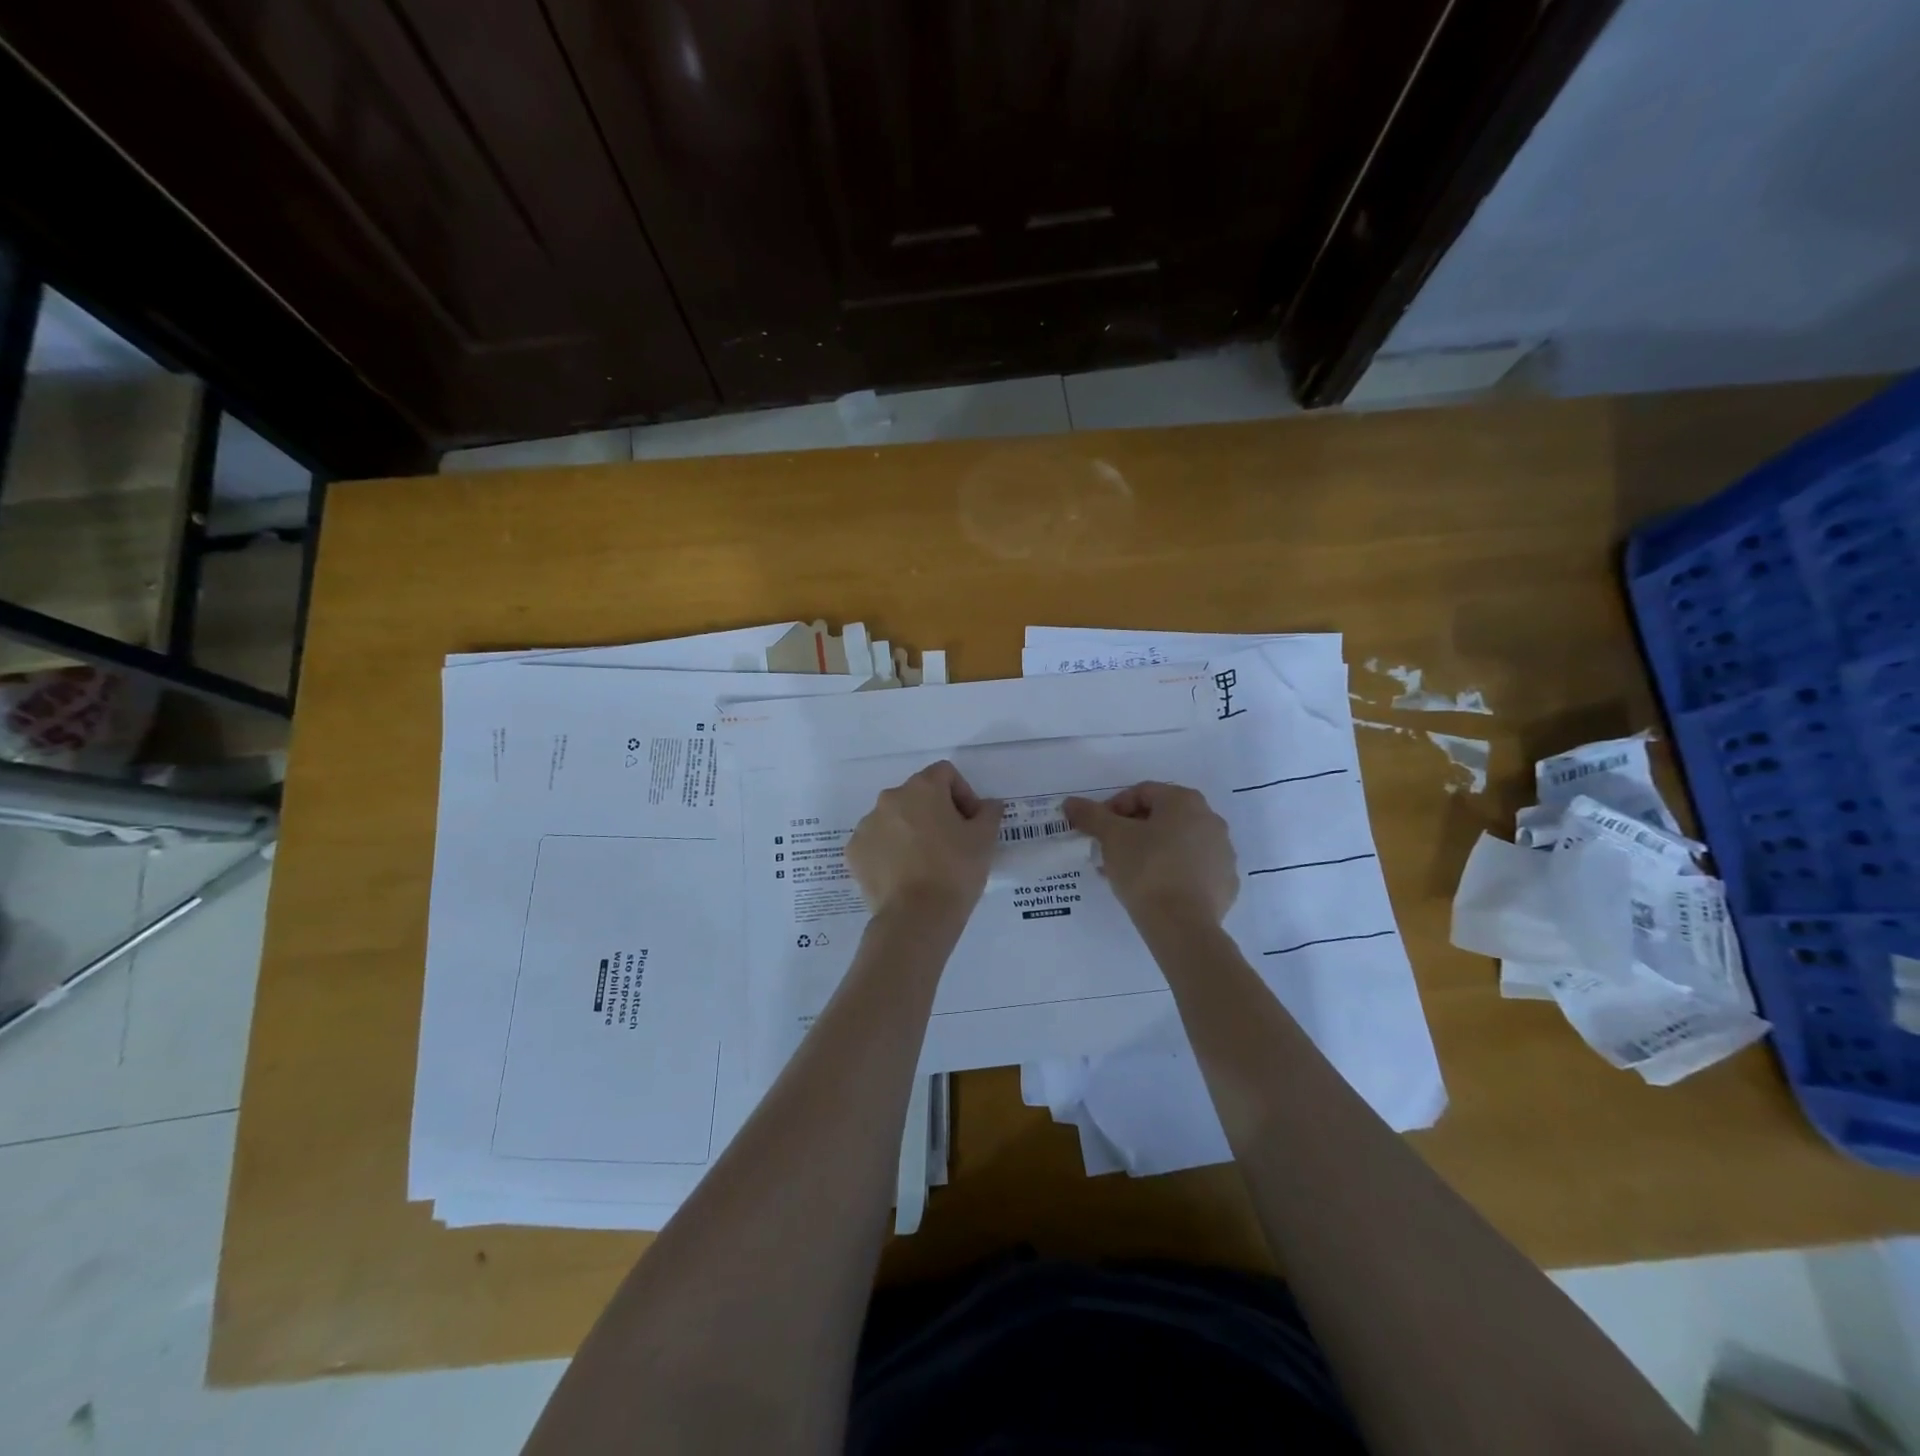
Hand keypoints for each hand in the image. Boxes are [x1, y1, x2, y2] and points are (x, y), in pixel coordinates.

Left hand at [847, 761, 1002, 918]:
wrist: (916, 918)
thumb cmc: (955, 871)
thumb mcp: (985, 839)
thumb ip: (988, 813)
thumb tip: (988, 805)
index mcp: (922, 788)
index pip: (945, 774)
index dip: (963, 794)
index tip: (971, 823)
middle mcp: (890, 798)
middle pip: (917, 795)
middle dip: (935, 812)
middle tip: (952, 844)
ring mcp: (867, 825)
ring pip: (894, 819)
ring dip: (910, 831)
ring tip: (926, 863)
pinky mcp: (854, 852)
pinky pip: (877, 843)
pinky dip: (890, 851)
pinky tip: (904, 875)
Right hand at [1064, 781, 1237, 923]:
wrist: (1182, 925)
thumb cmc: (1146, 869)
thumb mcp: (1112, 838)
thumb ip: (1091, 815)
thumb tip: (1070, 803)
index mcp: (1184, 801)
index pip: (1142, 793)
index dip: (1114, 809)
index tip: (1099, 831)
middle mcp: (1210, 820)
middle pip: (1162, 817)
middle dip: (1133, 831)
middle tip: (1111, 852)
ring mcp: (1223, 852)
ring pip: (1179, 844)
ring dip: (1153, 851)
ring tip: (1129, 874)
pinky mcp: (1226, 883)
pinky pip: (1194, 870)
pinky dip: (1175, 873)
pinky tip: (1156, 891)